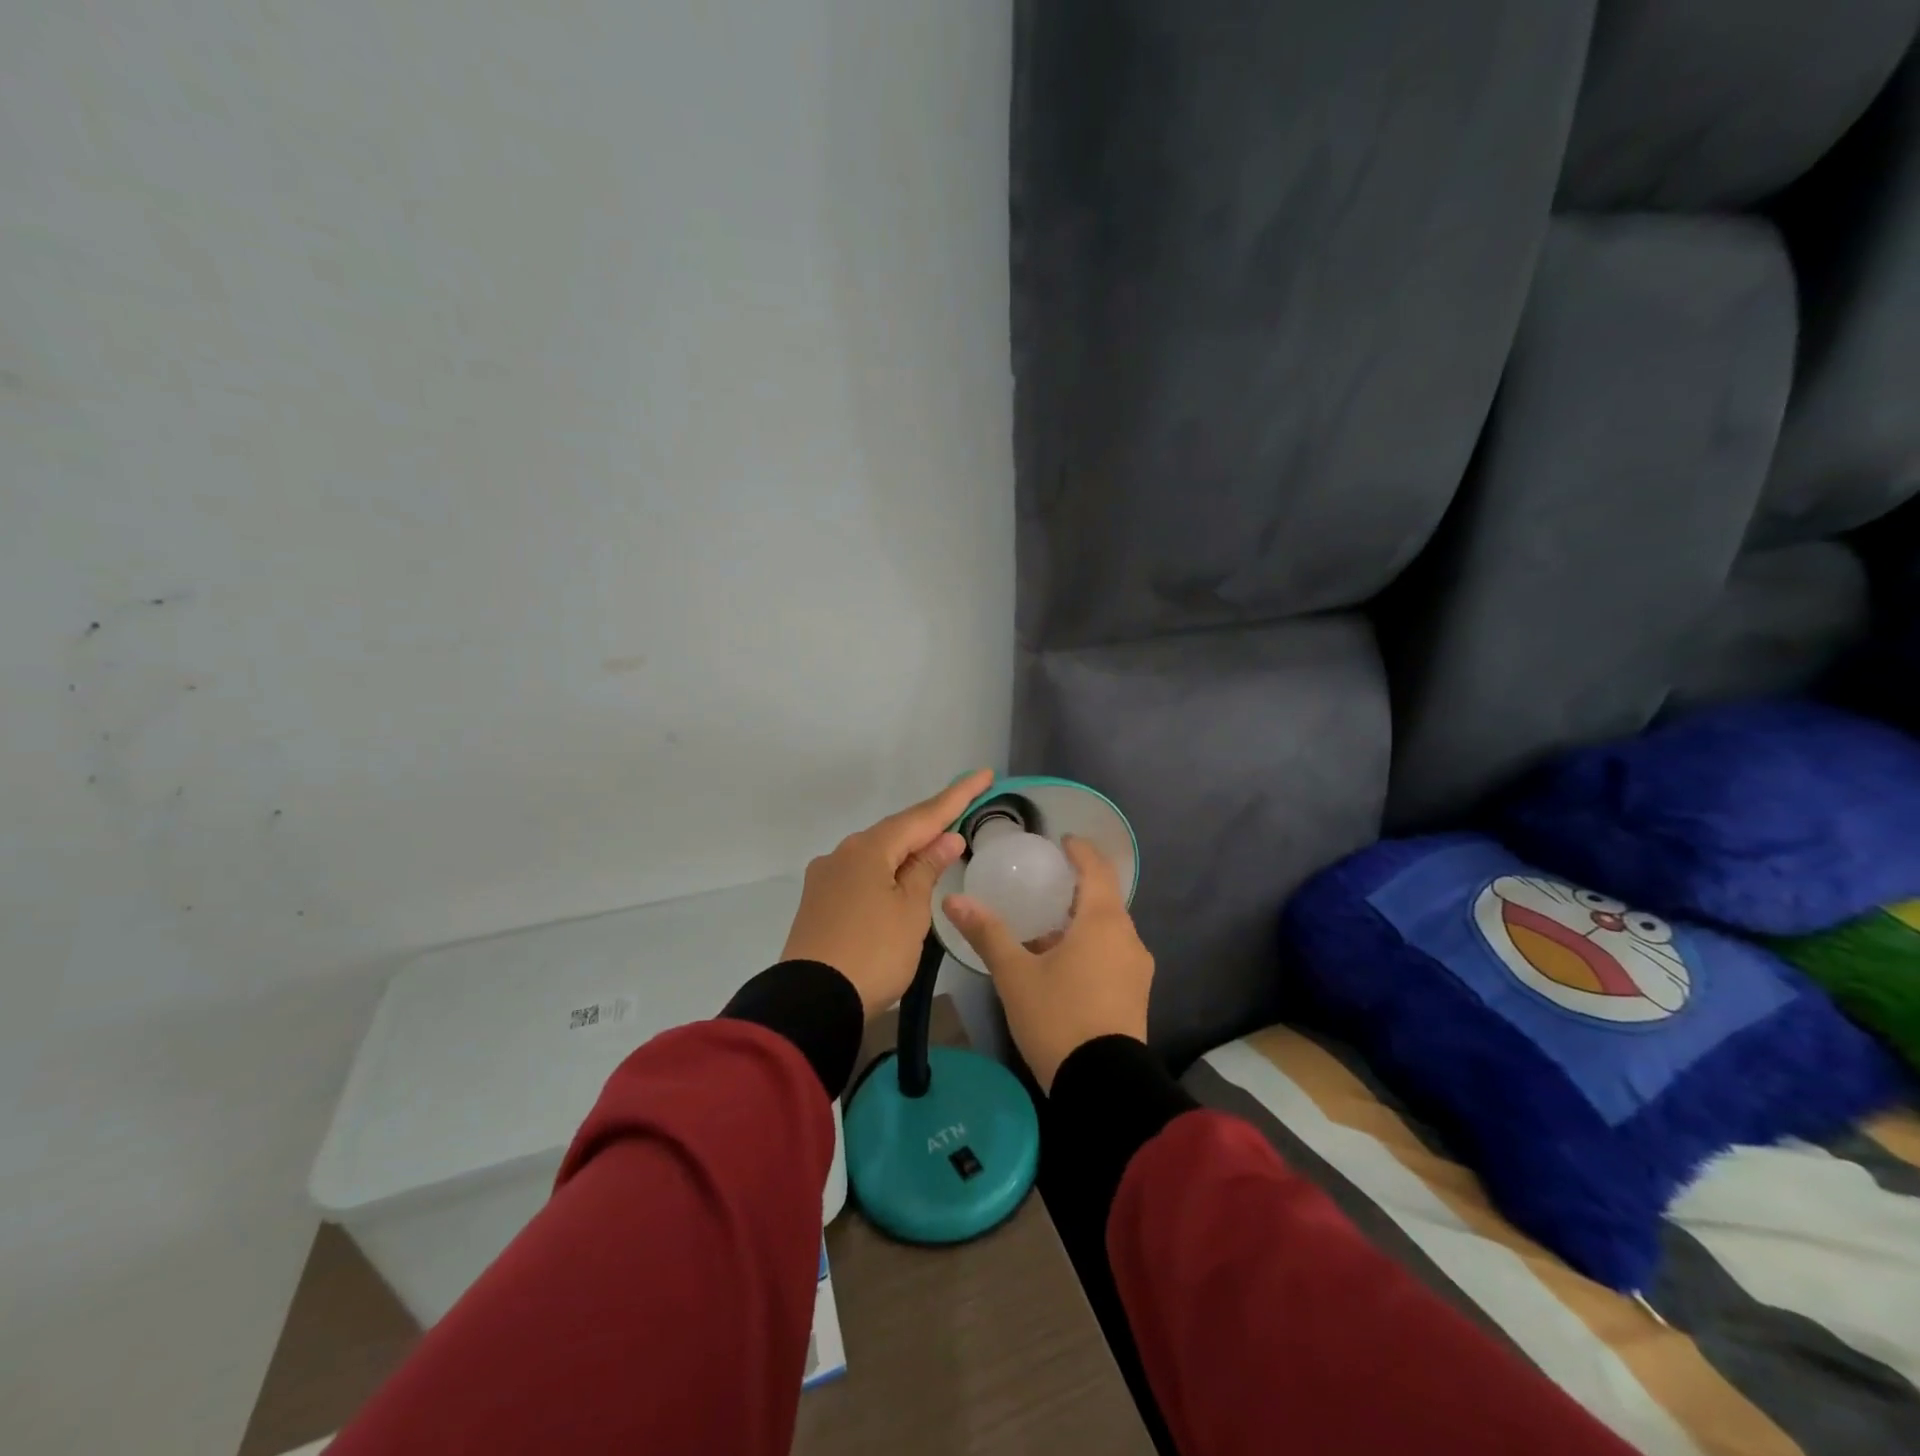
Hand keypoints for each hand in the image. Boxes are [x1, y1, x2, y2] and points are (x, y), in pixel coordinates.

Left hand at [782, 769, 994, 1017]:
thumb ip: (927, 869)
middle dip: (930, 823)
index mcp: (869, 849)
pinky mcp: (819, 900)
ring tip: (936, 850)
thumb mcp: (910, 911)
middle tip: (963, 812)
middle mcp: (843, 853)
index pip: (923, 815)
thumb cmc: (874, 952)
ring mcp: (826, 877)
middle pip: (896, 831)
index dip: (956, 796)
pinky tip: (899, 880)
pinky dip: (887, 871)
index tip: (983, 774)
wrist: (811, 1001)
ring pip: (877, 853)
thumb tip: (945, 838)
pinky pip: (862, 874)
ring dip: (907, 849)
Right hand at [943, 836, 1153, 1092]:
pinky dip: (1089, 946)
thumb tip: (954, 900)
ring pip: (1108, 930)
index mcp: (1102, 921)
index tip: (1063, 841)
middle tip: (1045, 884)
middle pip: (1105, 899)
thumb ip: (987, 933)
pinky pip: (1112, 954)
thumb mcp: (1015, 975)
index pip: (1097, 869)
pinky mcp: (1135, 994)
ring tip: (1046, 927)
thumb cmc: (1058, 1017)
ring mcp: (1136, 968)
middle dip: (1077, 888)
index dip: (1081, 851)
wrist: (1103, 1086)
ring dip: (1081, 921)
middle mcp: (1128, 938)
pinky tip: (1062, 965)